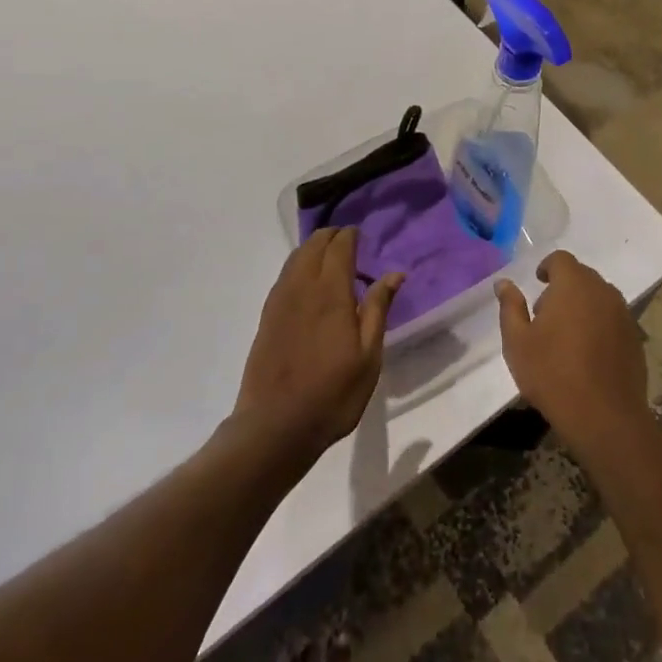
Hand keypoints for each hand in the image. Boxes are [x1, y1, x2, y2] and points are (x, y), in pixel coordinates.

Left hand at [233, 228, 401, 469]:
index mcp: (330, 292)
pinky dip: (299, 266)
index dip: (351, 235)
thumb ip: (378, 309)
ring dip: (313, 248)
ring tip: (331, 259)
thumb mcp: (368, 356)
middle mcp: (302, 287)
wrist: (275, 426)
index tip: (363, 236)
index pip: (339, 246)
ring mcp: (279, 300)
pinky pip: (284, 275)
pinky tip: (309, 283)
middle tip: (350, 244)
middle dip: (332, 236)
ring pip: (296, 258)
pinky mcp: (266, 316)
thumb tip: (394, 273)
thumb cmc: (332, 393)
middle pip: (313, 244)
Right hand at [497, 251, 651, 463]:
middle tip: (545, 315)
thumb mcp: (518, 342)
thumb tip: (503, 283)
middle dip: (564, 287)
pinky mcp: (635, 338)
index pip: (561, 259)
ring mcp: (623, 314)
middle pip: (582, 276)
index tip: (538, 282)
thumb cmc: (553, 374)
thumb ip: (510, 307)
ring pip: (599, 297)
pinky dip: (599, 324)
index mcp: (573, 285)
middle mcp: (602, 291)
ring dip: (583, 306)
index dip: (548, 266)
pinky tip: (588, 353)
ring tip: (566, 335)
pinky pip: (613, 319)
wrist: (604, 416)